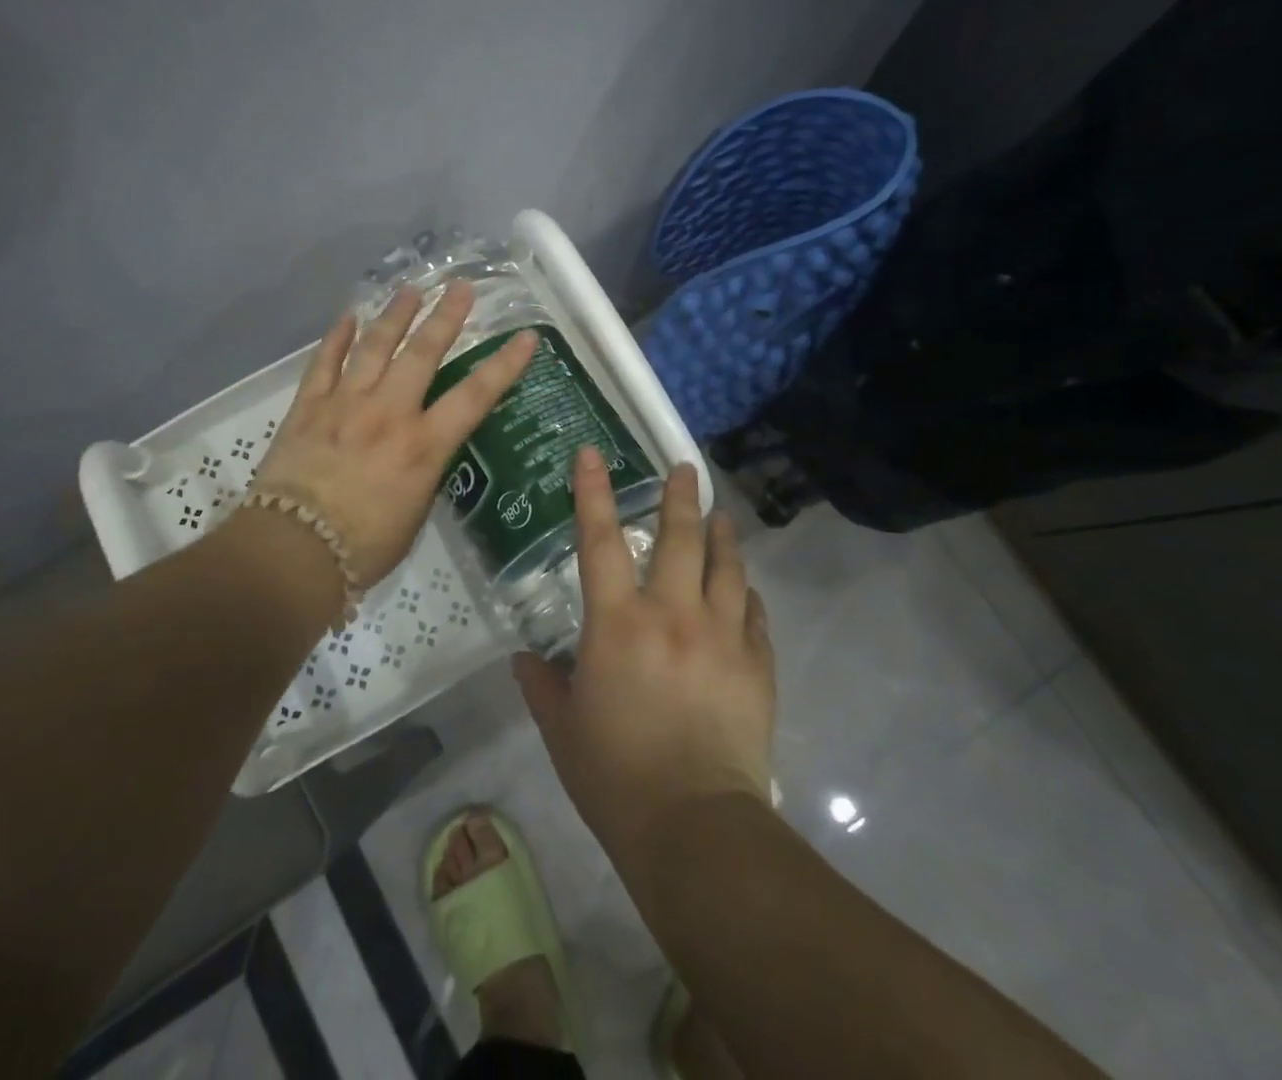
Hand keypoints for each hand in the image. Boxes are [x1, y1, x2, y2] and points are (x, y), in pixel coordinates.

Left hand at [252, 282, 536, 587]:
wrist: (292, 551)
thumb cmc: (363, 546)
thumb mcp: (415, 513)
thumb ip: (424, 472)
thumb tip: (425, 450)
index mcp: (423, 446)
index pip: (475, 396)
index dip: (504, 365)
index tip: (525, 337)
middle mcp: (389, 413)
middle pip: (422, 353)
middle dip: (445, 317)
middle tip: (460, 287)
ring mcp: (345, 404)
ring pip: (374, 347)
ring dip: (395, 315)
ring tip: (411, 290)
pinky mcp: (308, 407)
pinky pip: (324, 363)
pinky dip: (336, 337)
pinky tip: (347, 315)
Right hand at [514, 449, 775, 864]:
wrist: (696, 827)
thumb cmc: (616, 776)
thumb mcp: (563, 730)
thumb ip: (542, 686)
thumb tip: (525, 659)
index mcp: (618, 624)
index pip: (599, 541)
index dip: (593, 492)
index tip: (592, 453)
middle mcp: (672, 615)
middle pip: (680, 539)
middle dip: (681, 497)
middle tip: (686, 468)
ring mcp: (722, 637)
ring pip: (727, 568)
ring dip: (723, 535)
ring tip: (722, 516)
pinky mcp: (756, 666)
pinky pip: (754, 616)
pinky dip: (747, 596)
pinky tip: (744, 590)